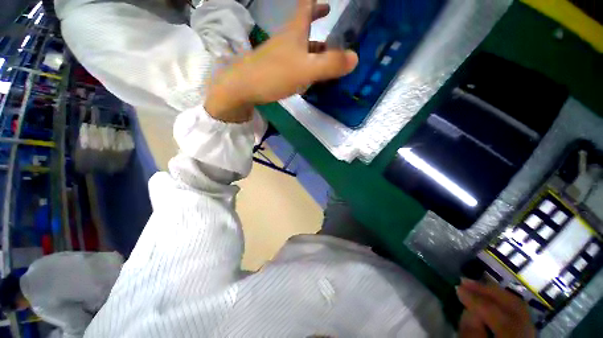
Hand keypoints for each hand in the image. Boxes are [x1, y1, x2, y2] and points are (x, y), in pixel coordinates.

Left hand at [205, 0, 357, 122]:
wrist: (244, 88)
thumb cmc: (274, 74)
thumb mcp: (306, 69)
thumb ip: (330, 64)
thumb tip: (355, 58)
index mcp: (295, 32)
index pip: (306, 5)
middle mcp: (287, 40)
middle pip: (303, 24)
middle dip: (316, 18)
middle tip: (327, 15)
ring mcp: (280, 55)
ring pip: (299, 45)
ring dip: (313, 45)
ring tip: (328, 50)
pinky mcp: (275, 70)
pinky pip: (294, 62)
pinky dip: (305, 63)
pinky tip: (310, 73)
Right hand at [457, 279, 535, 337]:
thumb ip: (472, 334)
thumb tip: (468, 309)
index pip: (498, 315)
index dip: (476, 300)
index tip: (457, 287)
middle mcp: (528, 336)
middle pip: (514, 307)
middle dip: (489, 291)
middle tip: (466, 281)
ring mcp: (531, 335)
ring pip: (519, 307)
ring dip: (496, 294)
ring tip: (476, 285)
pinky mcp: (528, 334)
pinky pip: (519, 313)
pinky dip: (503, 301)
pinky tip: (491, 297)